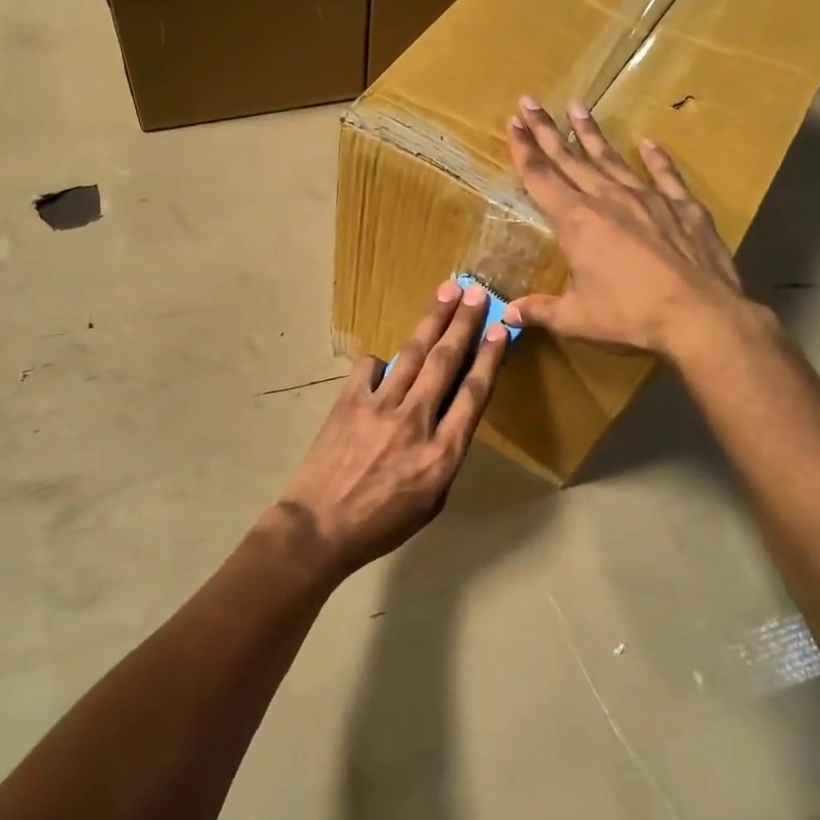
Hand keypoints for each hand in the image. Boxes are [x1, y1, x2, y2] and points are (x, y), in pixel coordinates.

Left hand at [276, 281, 509, 577]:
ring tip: (446, 291)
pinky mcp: (348, 402)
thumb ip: (445, 456)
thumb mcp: (432, 502)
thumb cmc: (381, 525)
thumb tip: (449, 419)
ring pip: (412, 354)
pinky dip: (381, 361)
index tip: (500, 330)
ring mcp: (379, 408)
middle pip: (446, 362)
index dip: (489, 357)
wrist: (319, 528)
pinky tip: (387, 362)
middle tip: (475, 292)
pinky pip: (370, 367)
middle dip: (463, 323)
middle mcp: (415, 422)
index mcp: (442, 454)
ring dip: (432, 320)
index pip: (473, 393)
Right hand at [504, 97, 757, 360]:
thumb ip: (541, 310)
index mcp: (576, 223)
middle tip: (530, 102)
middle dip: (547, 131)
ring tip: (578, 106)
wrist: (700, 316)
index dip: (524, 151)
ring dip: (592, 134)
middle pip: (571, 159)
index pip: (541, 179)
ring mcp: (648, 199)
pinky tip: (649, 142)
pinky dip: (656, 158)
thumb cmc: (630, 317)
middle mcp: (608, 200)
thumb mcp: (577, 319)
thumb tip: (509, 314)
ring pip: (612, 159)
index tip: (513, 123)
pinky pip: (665, 175)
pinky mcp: (683, 207)